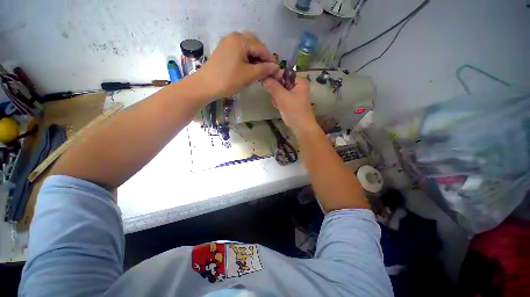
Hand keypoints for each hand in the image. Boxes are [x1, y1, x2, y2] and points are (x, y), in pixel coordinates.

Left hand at [199, 32, 278, 98]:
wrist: (206, 85)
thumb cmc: (228, 80)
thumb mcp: (249, 75)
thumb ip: (264, 69)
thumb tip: (276, 67)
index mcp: (241, 40)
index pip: (261, 47)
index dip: (270, 59)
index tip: (276, 70)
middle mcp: (234, 37)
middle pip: (254, 44)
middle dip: (262, 57)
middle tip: (267, 70)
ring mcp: (227, 43)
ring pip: (247, 48)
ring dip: (255, 58)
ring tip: (259, 71)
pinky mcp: (224, 51)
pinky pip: (239, 51)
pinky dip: (247, 59)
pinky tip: (249, 68)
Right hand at [263, 74, 316, 133]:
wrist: (301, 127)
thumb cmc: (294, 110)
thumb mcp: (283, 97)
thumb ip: (273, 87)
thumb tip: (264, 77)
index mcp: (299, 81)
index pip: (285, 73)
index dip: (276, 76)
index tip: (267, 82)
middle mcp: (297, 86)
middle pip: (281, 82)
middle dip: (276, 90)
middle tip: (274, 97)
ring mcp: (294, 95)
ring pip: (280, 91)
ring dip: (276, 97)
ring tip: (278, 104)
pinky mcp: (290, 102)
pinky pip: (281, 98)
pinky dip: (278, 102)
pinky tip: (278, 107)